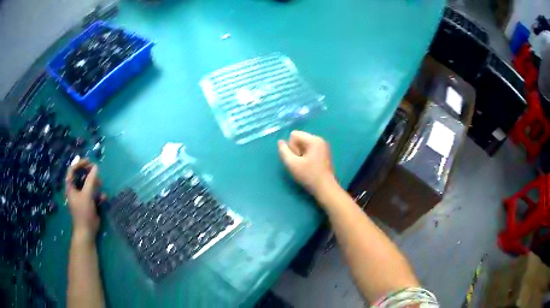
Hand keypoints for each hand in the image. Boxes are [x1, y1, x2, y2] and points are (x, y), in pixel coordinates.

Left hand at [65, 159, 101, 241]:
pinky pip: (93, 194)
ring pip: (88, 184)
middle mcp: (75, 190)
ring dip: (95, 183)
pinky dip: (98, 194)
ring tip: (101, 183)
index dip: (79, 164)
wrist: (87, 231)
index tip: (88, 162)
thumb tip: (96, 167)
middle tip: (95, 170)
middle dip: (88, 172)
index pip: (72, 170)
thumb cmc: (83, 212)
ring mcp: (82, 197)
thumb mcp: (86, 195)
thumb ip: (91, 180)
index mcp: (70, 187)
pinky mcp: (89, 203)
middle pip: (80, 176)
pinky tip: (103, 198)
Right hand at [278, 131, 336, 198]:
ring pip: (303, 144)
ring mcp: (322, 146)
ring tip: (304, 165)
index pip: (294, 135)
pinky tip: (309, 166)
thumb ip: (284, 151)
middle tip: (300, 163)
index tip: (296, 159)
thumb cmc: (309, 176)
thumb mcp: (292, 164)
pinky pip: (309, 149)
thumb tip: (280, 142)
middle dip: (295, 150)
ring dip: (300, 154)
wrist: (325, 188)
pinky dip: (305, 156)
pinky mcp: (323, 153)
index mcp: (314, 140)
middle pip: (299, 138)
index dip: (291, 147)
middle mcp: (319, 140)